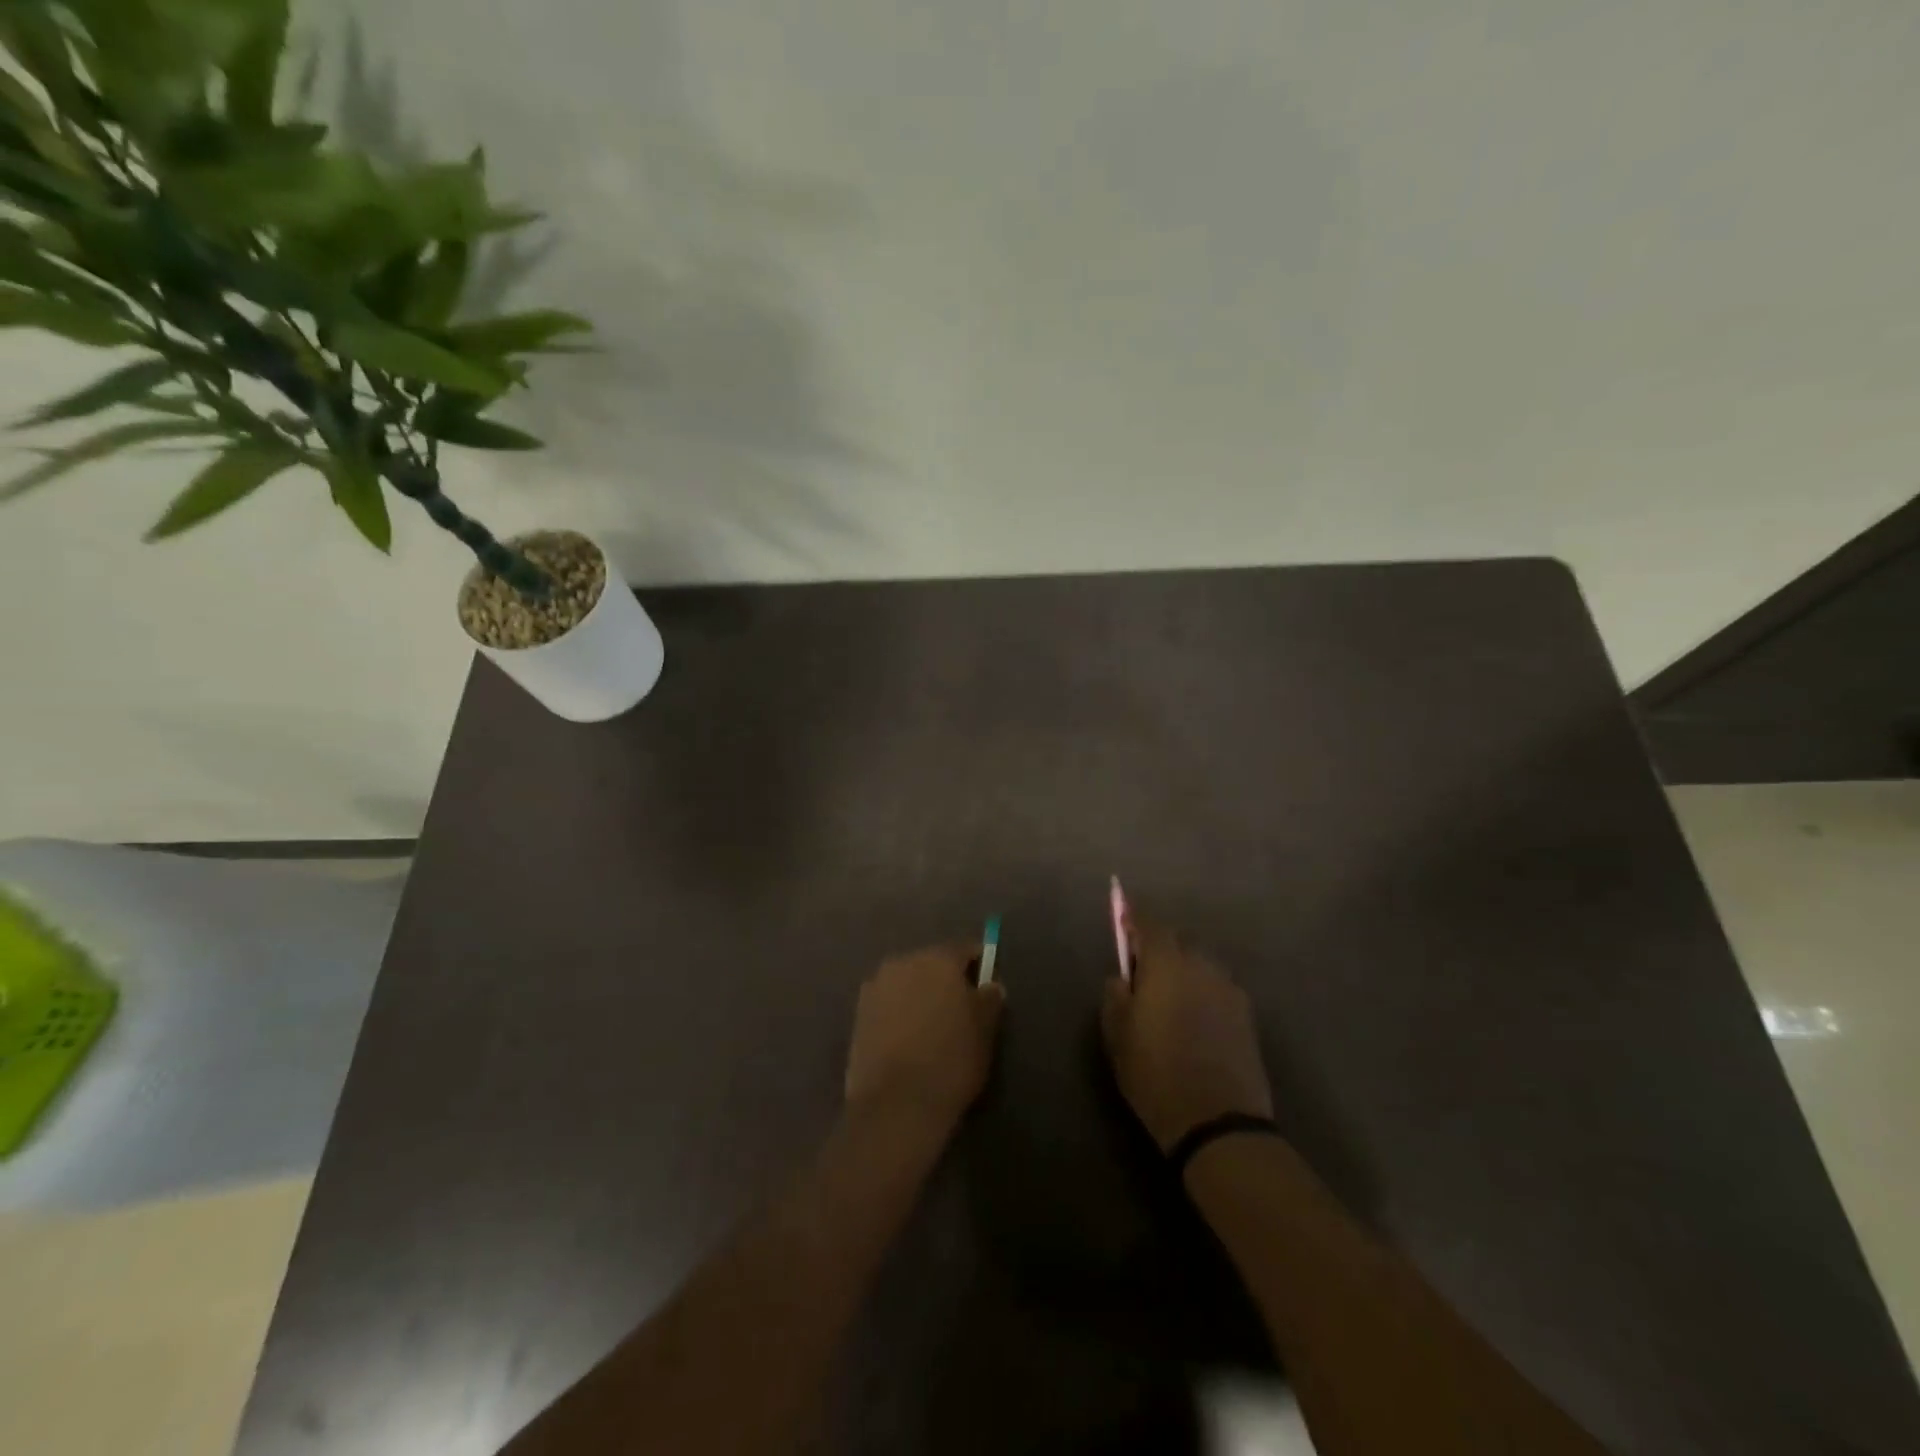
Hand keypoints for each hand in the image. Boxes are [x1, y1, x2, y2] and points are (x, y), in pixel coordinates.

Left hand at [844, 942, 1004, 1137]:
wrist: (895, 1104)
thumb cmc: (950, 1060)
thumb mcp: (985, 1030)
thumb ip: (989, 999)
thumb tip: (989, 985)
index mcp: (937, 958)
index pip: (965, 950)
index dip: (980, 966)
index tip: (987, 988)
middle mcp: (902, 962)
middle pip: (932, 963)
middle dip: (946, 981)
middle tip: (961, 1011)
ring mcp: (875, 986)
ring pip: (907, 983)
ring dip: (920, 996)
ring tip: (932, 1029)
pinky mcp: (858, 1014)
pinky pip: (888, 1004)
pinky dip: (900, 1013)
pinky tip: (909, 1041)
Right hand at [1101, 916, 1273, 1152]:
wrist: (1218, 1122)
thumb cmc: (1155, 1073)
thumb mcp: (1117, 1035)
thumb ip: (1115, 995)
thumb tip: (1122, 977)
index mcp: (1167, 964)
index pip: (1150, 925)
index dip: (1134, 920)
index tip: (1123, 919)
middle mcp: (1202, 966)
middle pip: (1179, 942)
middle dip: (1160, 947)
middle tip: (1143, 969)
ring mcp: (1229, 990)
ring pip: (1201, 965)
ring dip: (1184, 970)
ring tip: (1169, 997)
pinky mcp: (1247, 1016)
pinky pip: (1218, 989)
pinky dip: (1203, 992)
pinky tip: (1194, 1019)